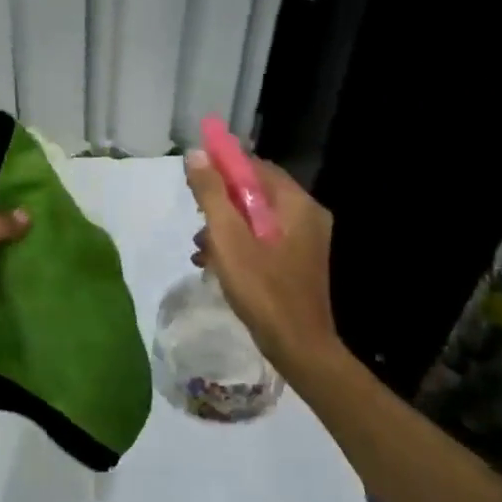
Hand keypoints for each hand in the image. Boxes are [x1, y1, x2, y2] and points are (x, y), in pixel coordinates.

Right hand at [185, 150, 340, 378]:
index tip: (194, 179)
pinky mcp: (297, 262)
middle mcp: (306, 215)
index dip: (223, 167)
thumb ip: (212, 194)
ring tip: (199, 248)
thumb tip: (197, 154)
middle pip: (255, 192)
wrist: (298, 347)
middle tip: (195, 219)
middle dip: (220, 202)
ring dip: (225, 227)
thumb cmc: (262, 289)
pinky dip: (239, 244)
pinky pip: (263, 239)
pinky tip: (214, 263)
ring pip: (256, 218)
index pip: (256, 167)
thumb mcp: (228, 238)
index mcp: (296, 204)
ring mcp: (305, 241)